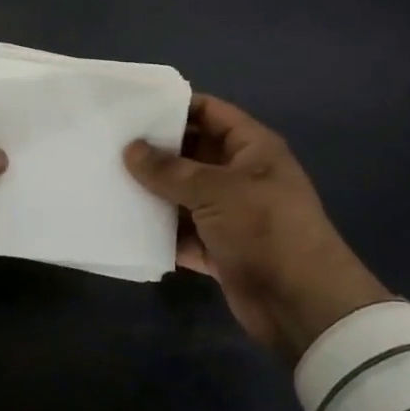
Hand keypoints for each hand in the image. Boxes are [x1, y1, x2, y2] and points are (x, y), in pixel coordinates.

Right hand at [125, 94, 391, 361]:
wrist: (301, 304)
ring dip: (153, 193)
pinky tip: (124, 224)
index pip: (210, 112)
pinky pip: (182, 233)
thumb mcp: (215, 190)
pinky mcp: (219, 249)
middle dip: (155, 152)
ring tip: (108, 180)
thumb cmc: (264, 228)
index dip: (175, 106)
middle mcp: (240, 176)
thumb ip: (169, 170)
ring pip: (183, 195)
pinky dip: (159, 232)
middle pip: (192, 154)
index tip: (133, 106)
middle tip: (110, 144)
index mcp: (251, 149)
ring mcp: (230, 214)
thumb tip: (130, 149)